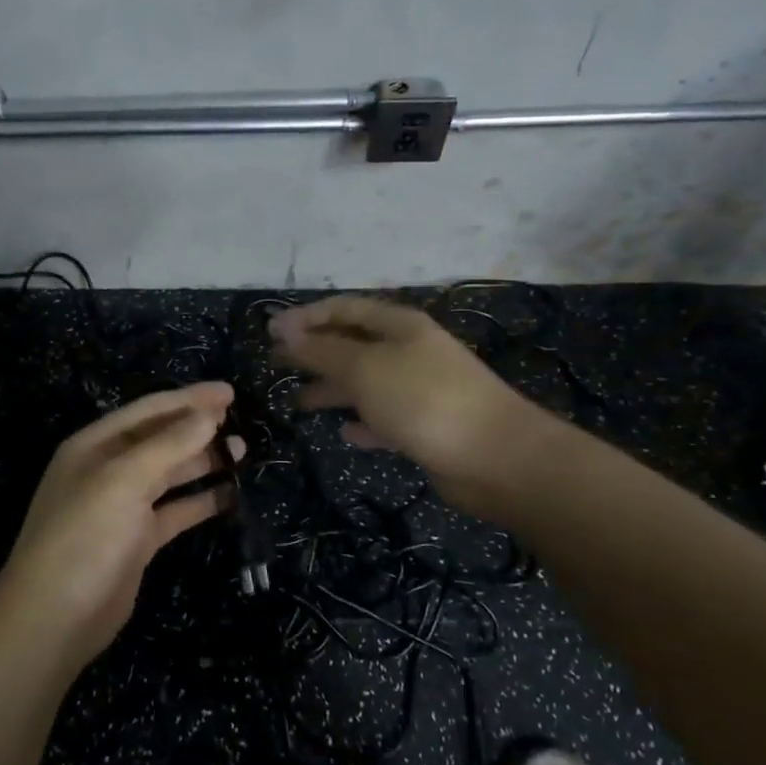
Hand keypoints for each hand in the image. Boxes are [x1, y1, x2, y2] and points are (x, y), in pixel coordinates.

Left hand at [0, 382, 241, 668]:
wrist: (55, 617)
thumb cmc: (85, 536)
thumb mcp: (124, 480)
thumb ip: (168, 445)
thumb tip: (208, 414)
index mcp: (95, 445)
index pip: (148, 411)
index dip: (189, 399)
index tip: (229, 392)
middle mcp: (108, 470)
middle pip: (161, 439)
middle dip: (199, 429)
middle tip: (241, 423)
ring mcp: (123, 506)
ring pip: (170, 474)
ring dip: (203, 462)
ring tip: (243, 453)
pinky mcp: (138, 540)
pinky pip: (175, 510)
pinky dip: (201, 501)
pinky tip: (230, 495)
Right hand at [270, 296, 546, 509]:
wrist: (495, 457)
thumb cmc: (423, 399)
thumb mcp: (364, 368)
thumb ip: (322, 350)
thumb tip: (284, 330)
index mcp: (398, 326)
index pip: (344, 308)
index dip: (306, 316)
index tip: (270, 332)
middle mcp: (409, 351)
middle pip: (352, 343)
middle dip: (314, 351)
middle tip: (276, 363)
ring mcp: (419, 389)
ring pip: (365, 382)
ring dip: (333, 389)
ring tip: (299, 402)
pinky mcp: (426, 426)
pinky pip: (384, 418)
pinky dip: (363, 422)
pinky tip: (345, 433)